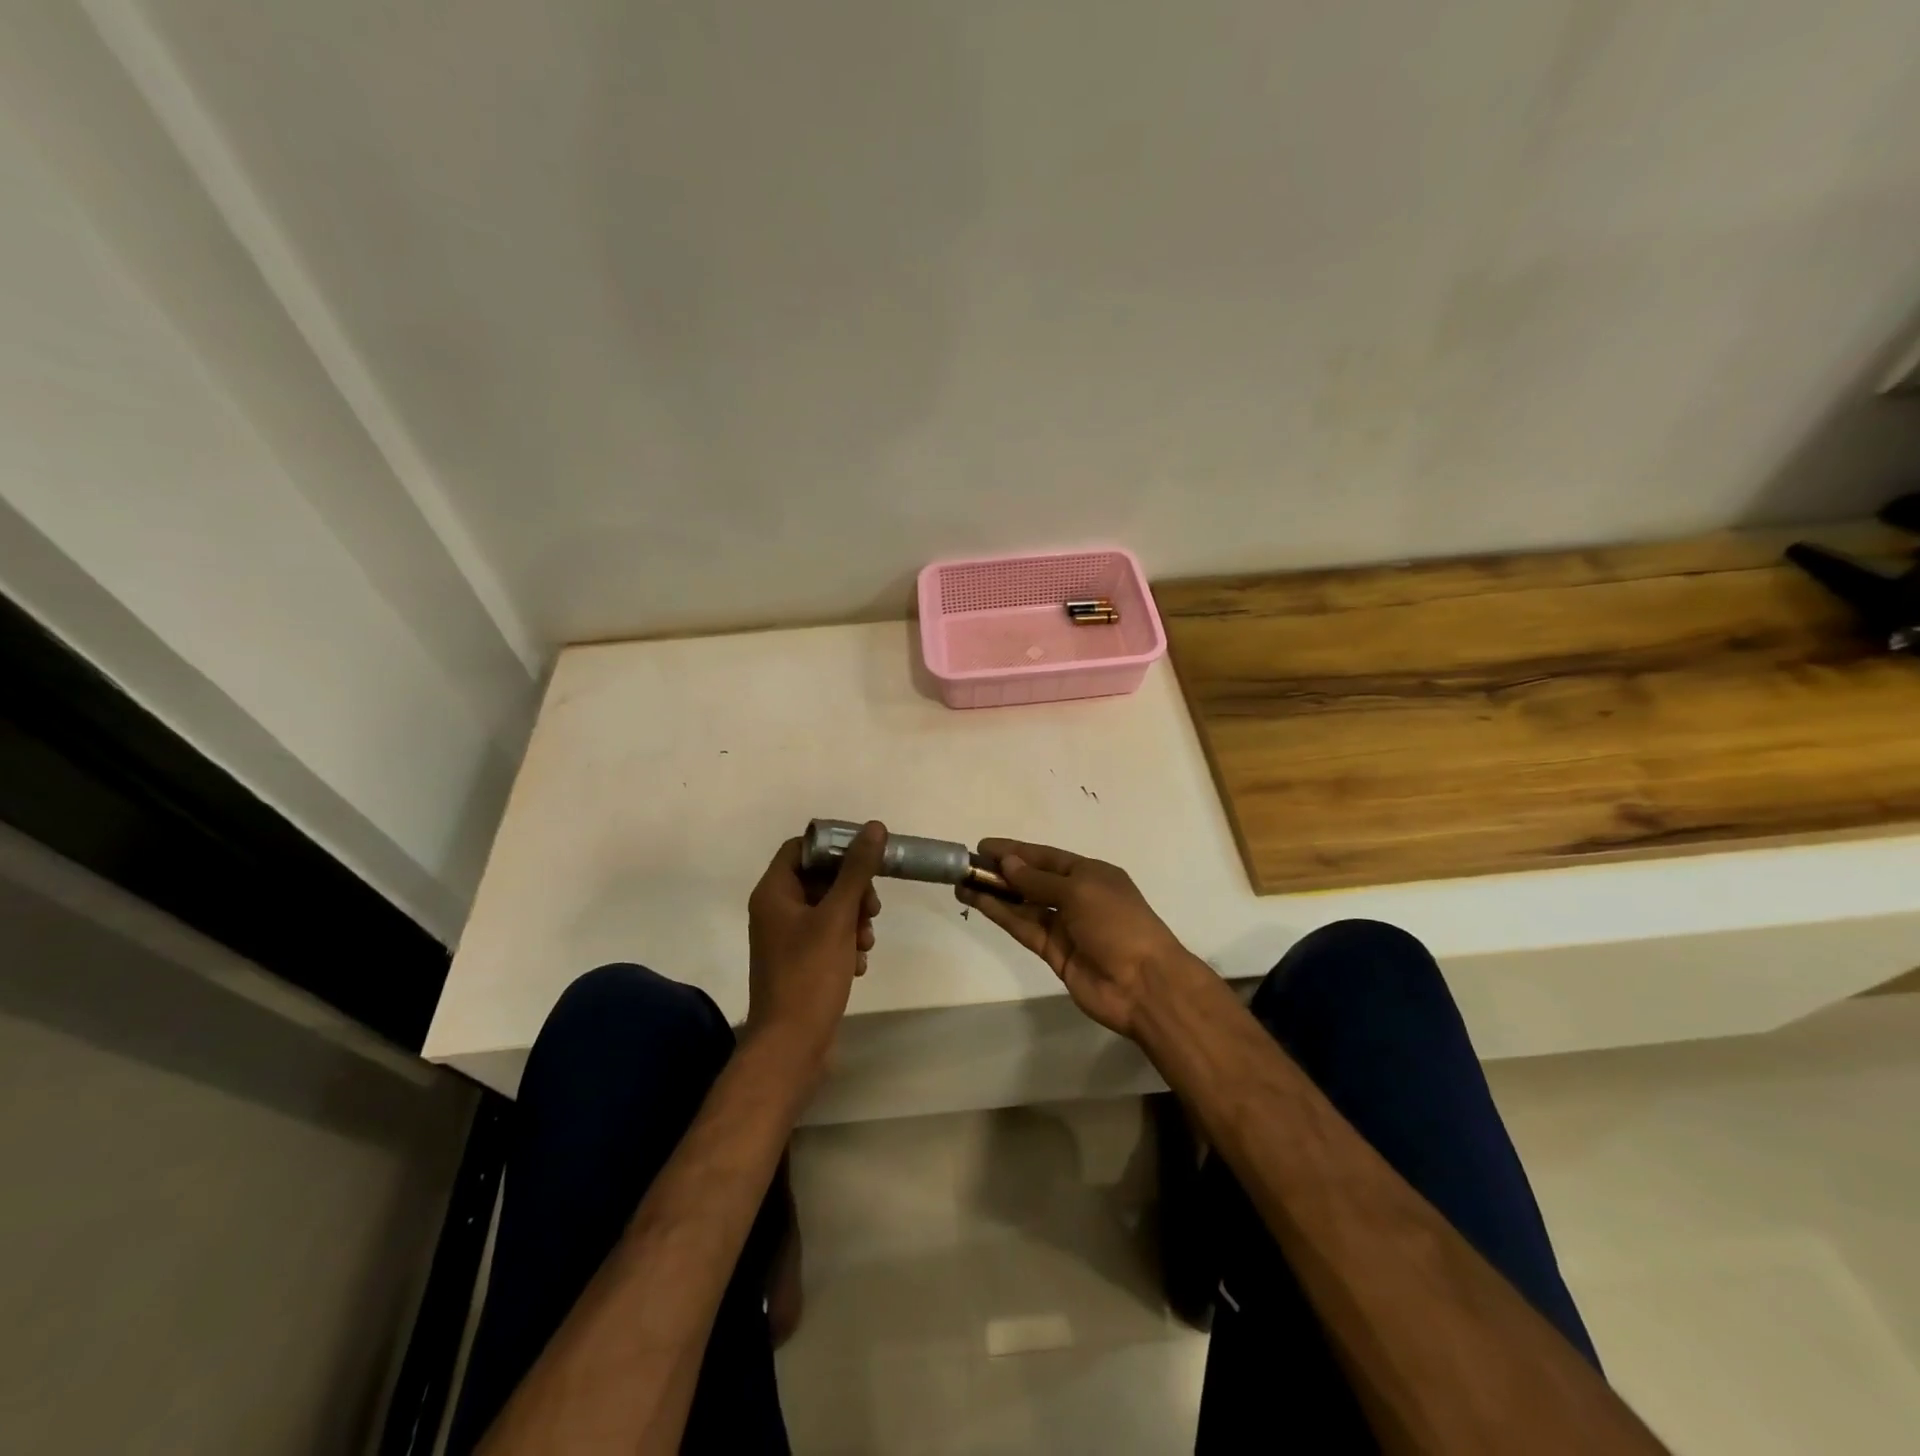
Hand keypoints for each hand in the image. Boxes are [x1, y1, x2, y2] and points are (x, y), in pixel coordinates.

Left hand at [745, 822, 885, 1078]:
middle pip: (820, 879)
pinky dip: (846, 944)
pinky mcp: (800, 962)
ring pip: (828, 909)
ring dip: (854, 919)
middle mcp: (775, 911)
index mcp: (774, 893)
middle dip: (852, 890)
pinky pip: (827, 937)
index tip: (866, 856)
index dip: (834, 847)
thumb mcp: (837, 917)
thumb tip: (873, 828)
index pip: (801, 848)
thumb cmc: (809, 975)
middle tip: (873, 908)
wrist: (791, 1045)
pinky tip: (858, 964)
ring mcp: (787, 938)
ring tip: (867, 942)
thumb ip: (857, 871)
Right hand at [958, 838, 1194, 1038]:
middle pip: (1033, 880)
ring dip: (996, 894)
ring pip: (1024, 905)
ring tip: (962, 883)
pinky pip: (1024, 928)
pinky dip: (1003, 915)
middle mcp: (1077, 897)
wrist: (1144, 984)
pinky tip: (979, 903)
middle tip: (967, 865)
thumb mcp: (1080, 892)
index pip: (1047, 857)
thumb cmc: (1118, 924)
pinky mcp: (1054, 953)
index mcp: (1091, 874)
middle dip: (1002, 872)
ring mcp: (1065, 927)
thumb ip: (1039, 880)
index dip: (1016, 851)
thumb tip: (1008, 863)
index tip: (983, 847)